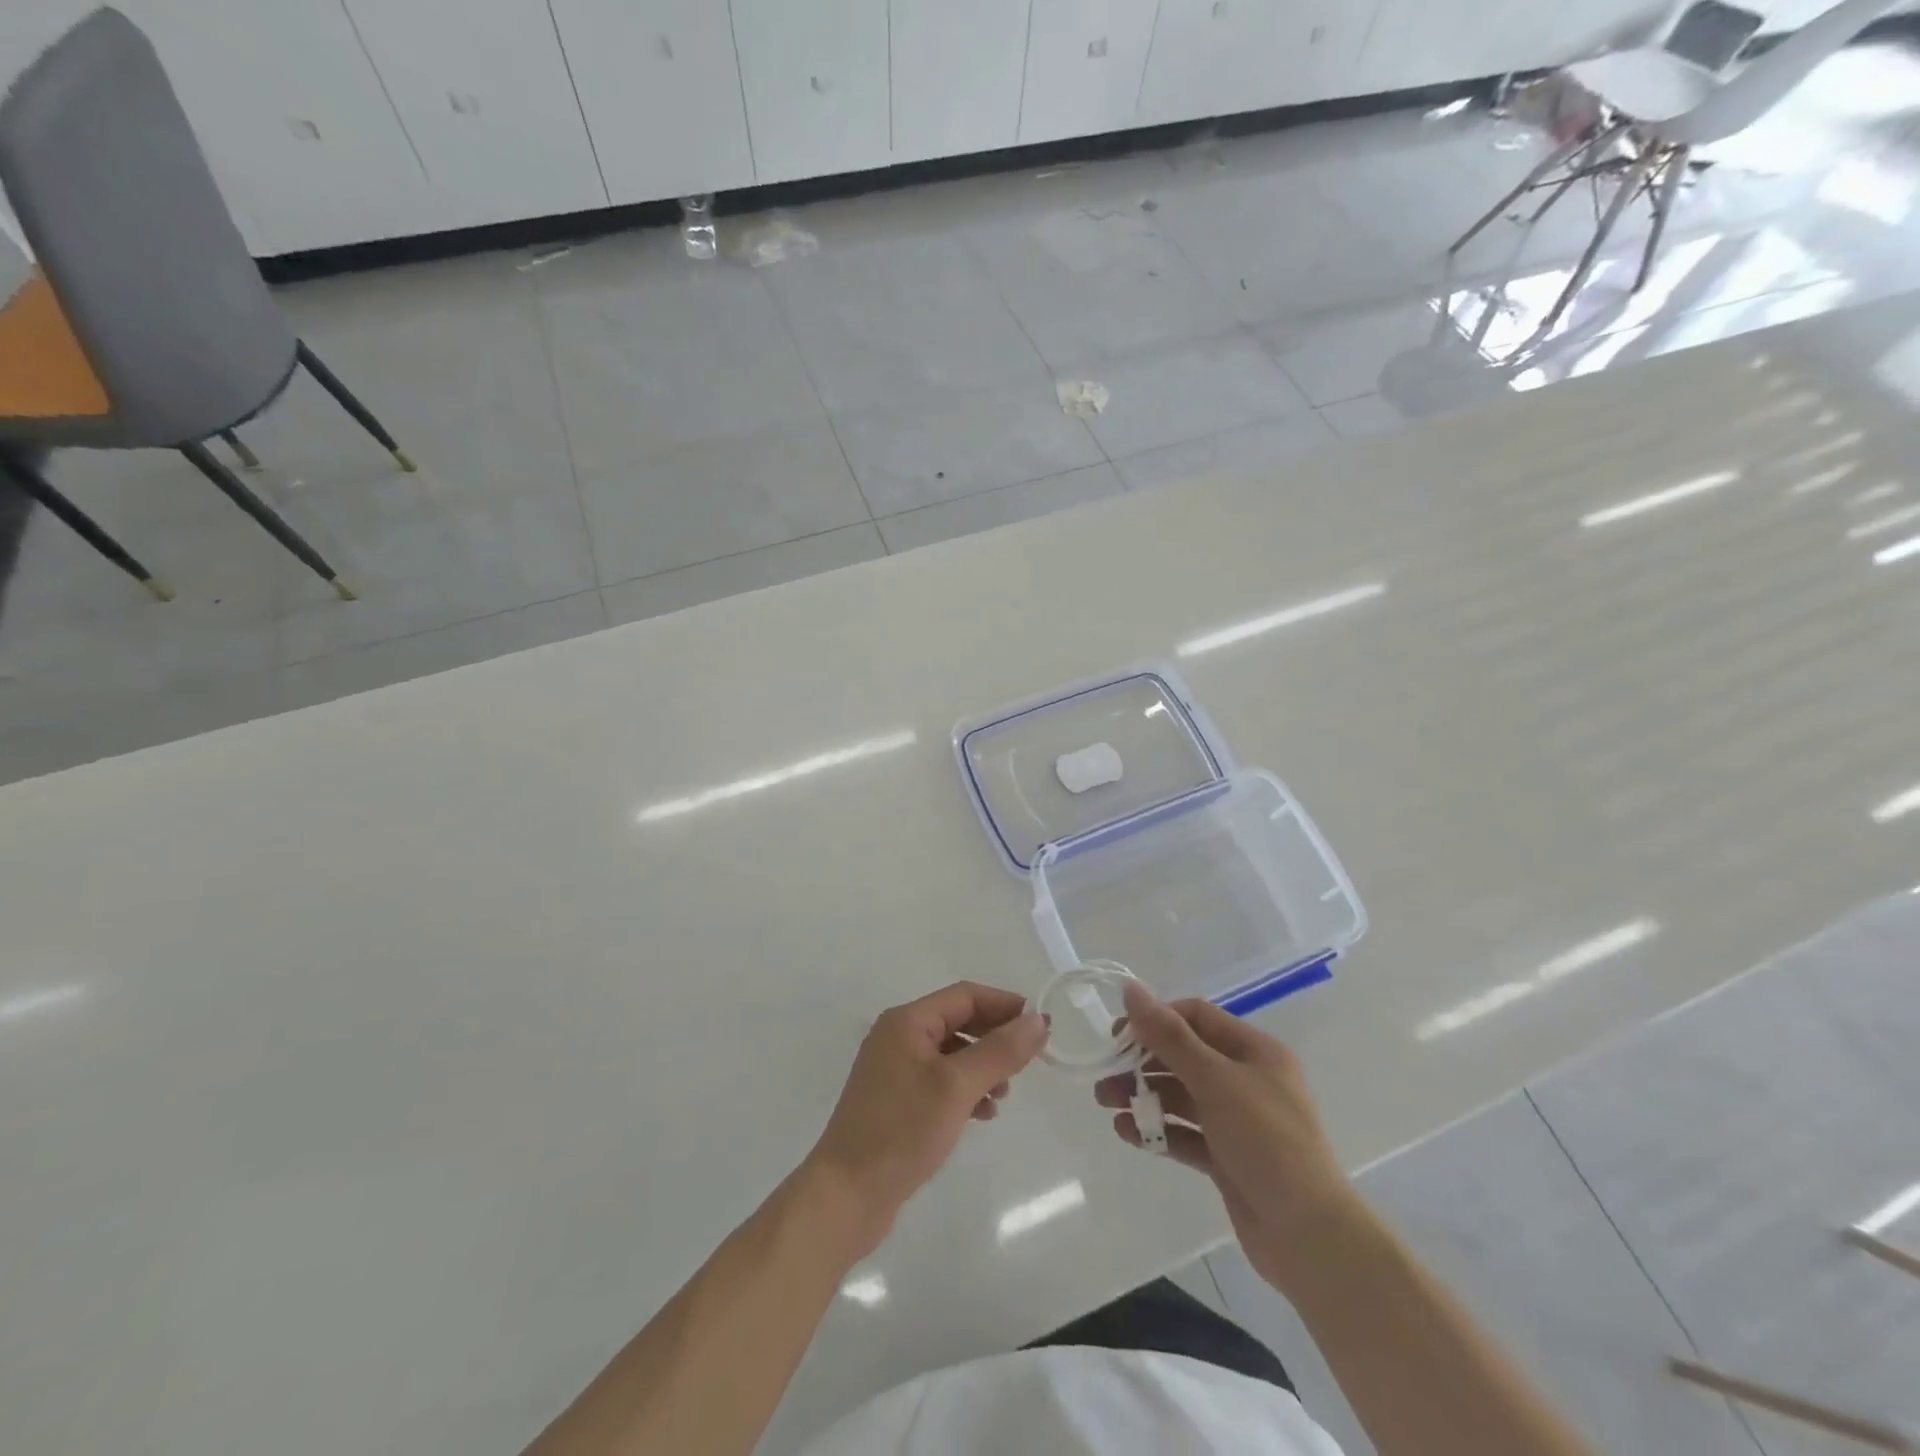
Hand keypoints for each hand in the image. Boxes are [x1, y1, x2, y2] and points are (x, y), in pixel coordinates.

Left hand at [803, 981, 1046, 1260]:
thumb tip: (1038, 1020)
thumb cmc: (901, 1130)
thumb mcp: (957, 1087)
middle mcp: (898, 1037)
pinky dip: (965, 1090)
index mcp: (907, 1022)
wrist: (846, 1195)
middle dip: (994, 1037)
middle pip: (958, 1021)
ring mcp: (895, 1070)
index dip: (1004, 1004)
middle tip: (1028, 1061)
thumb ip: (1000, 1051)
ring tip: (1004, 1093)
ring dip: (982, 1066)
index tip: (1039, 1024)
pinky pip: (940, 1081)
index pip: (965, 996)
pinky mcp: (896, 1102)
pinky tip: (983, 1113)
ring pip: (952, 1054)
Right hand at [1097, 981, 1355, 1293]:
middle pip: (1184, 1057)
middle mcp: (1247, 1080)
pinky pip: (1185, 1134)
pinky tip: (1127, 1133)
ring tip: (1108, 1105)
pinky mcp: (1227, 1159)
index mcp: (1254, 1052)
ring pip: (1181, 1096)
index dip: (1156, 1020)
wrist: (1310, 1237)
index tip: (1119, 1037)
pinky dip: (1157, 1130)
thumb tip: (1131, 989)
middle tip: (1106, 1075)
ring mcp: (1238, 1122)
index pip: (1196, 1017)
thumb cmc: (1266, 1143)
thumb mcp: (1215, 1081)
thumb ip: (1169, 1036)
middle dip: (1143, 1062)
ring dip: (1144, 1096)